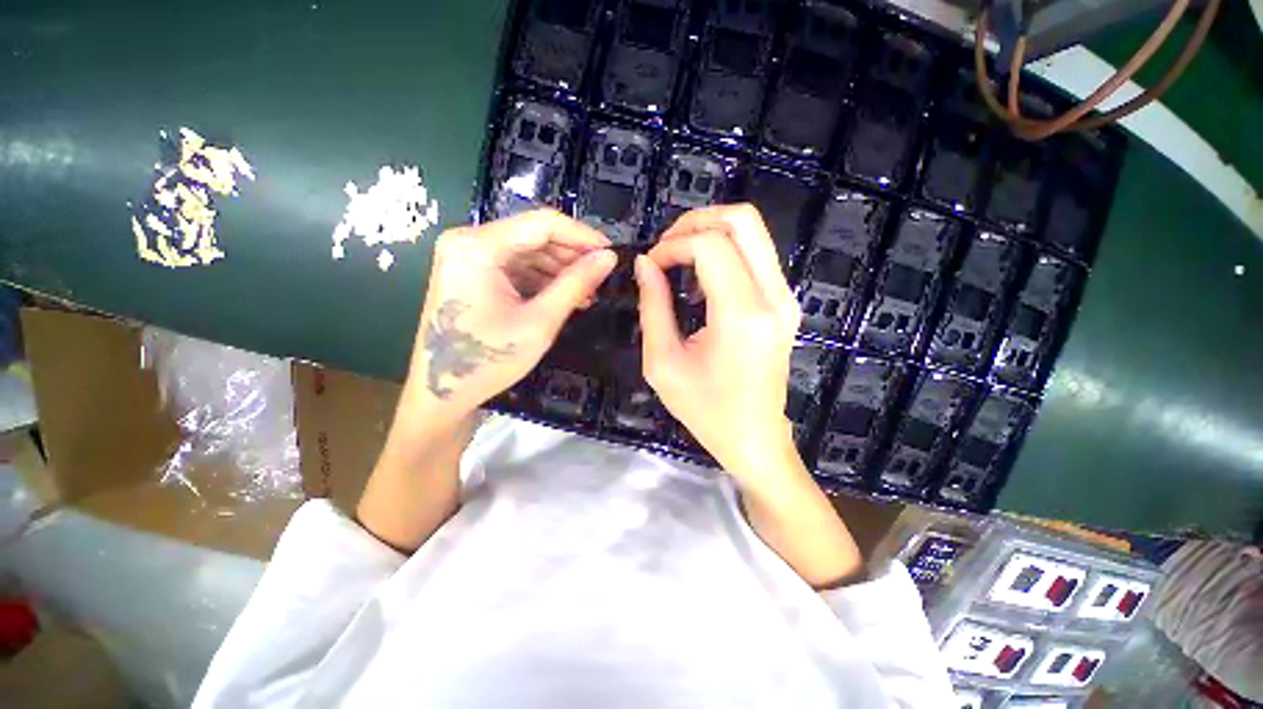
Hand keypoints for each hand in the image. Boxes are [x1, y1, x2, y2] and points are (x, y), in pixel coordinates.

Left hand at [402, 209, 615, 419]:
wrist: (442, 393)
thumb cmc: (488, 360)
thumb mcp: (539, 322)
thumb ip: (575, 284)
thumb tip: (609, 258)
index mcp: (478, 246)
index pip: (542, 223)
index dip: (583, 236)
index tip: (612, 253)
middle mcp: (469, 241)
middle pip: (534, 235)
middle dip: (572, 255)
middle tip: (603, 276)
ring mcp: (468, 256)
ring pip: (528, 250)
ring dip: (560, 269)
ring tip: (589, 291)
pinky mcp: (473, 273)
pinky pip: (516, 266)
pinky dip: (543, 279)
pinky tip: (566, 295)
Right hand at [634, 205, 801, 486]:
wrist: (755, 437)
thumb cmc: (705, 410)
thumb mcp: (662, 363)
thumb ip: (652, 306)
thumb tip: (645, 263)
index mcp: (742, 315)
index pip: (710, 245)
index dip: (672, 245)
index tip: (650, 266)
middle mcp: (773, 297)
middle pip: (742, 220)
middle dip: (696, 221)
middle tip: (665, 248)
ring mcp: (786, 298)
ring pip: (753, 231)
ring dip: (710, 233)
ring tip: (678, 259)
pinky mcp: (785, 303)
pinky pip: (756, 254)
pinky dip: (725, 250)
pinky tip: (701, 277)